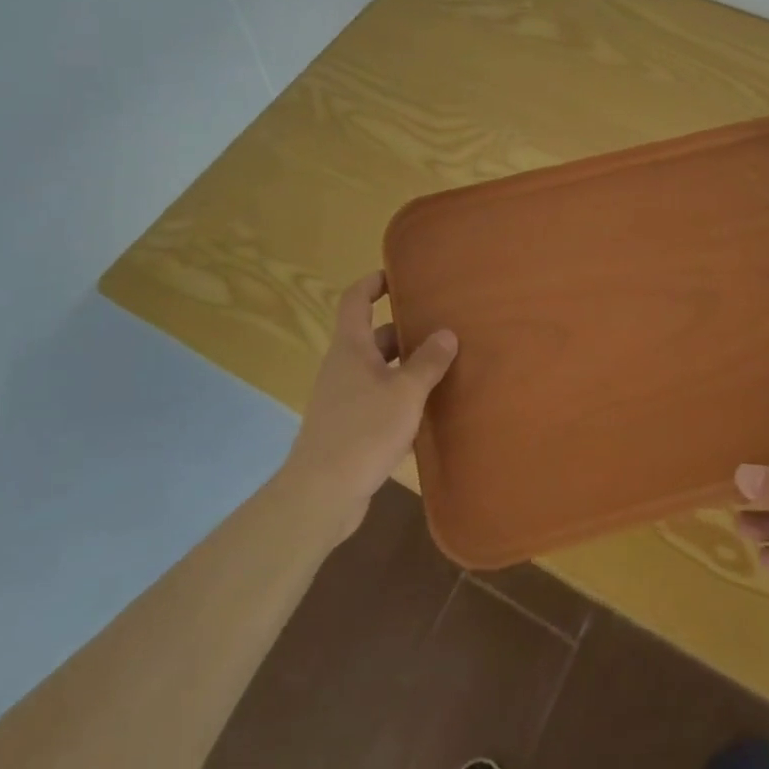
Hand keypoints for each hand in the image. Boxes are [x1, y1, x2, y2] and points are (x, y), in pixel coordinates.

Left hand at [280, 271, 457, 540]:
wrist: (322, 494)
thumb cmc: (363, 431)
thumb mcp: (405, 392)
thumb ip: (428, 362)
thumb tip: (446, 333)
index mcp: (350, 348)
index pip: (355, 300)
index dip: (373, 282)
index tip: (398, 274)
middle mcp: (344, 367)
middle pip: (374, 336)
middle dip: (406, 330)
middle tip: (442, 325)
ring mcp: (344, 398)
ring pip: (380, 370)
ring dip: (407, 366)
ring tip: (445, 365)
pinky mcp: (350, 427)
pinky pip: (380, 399)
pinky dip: (402, 397)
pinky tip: (430, 410)